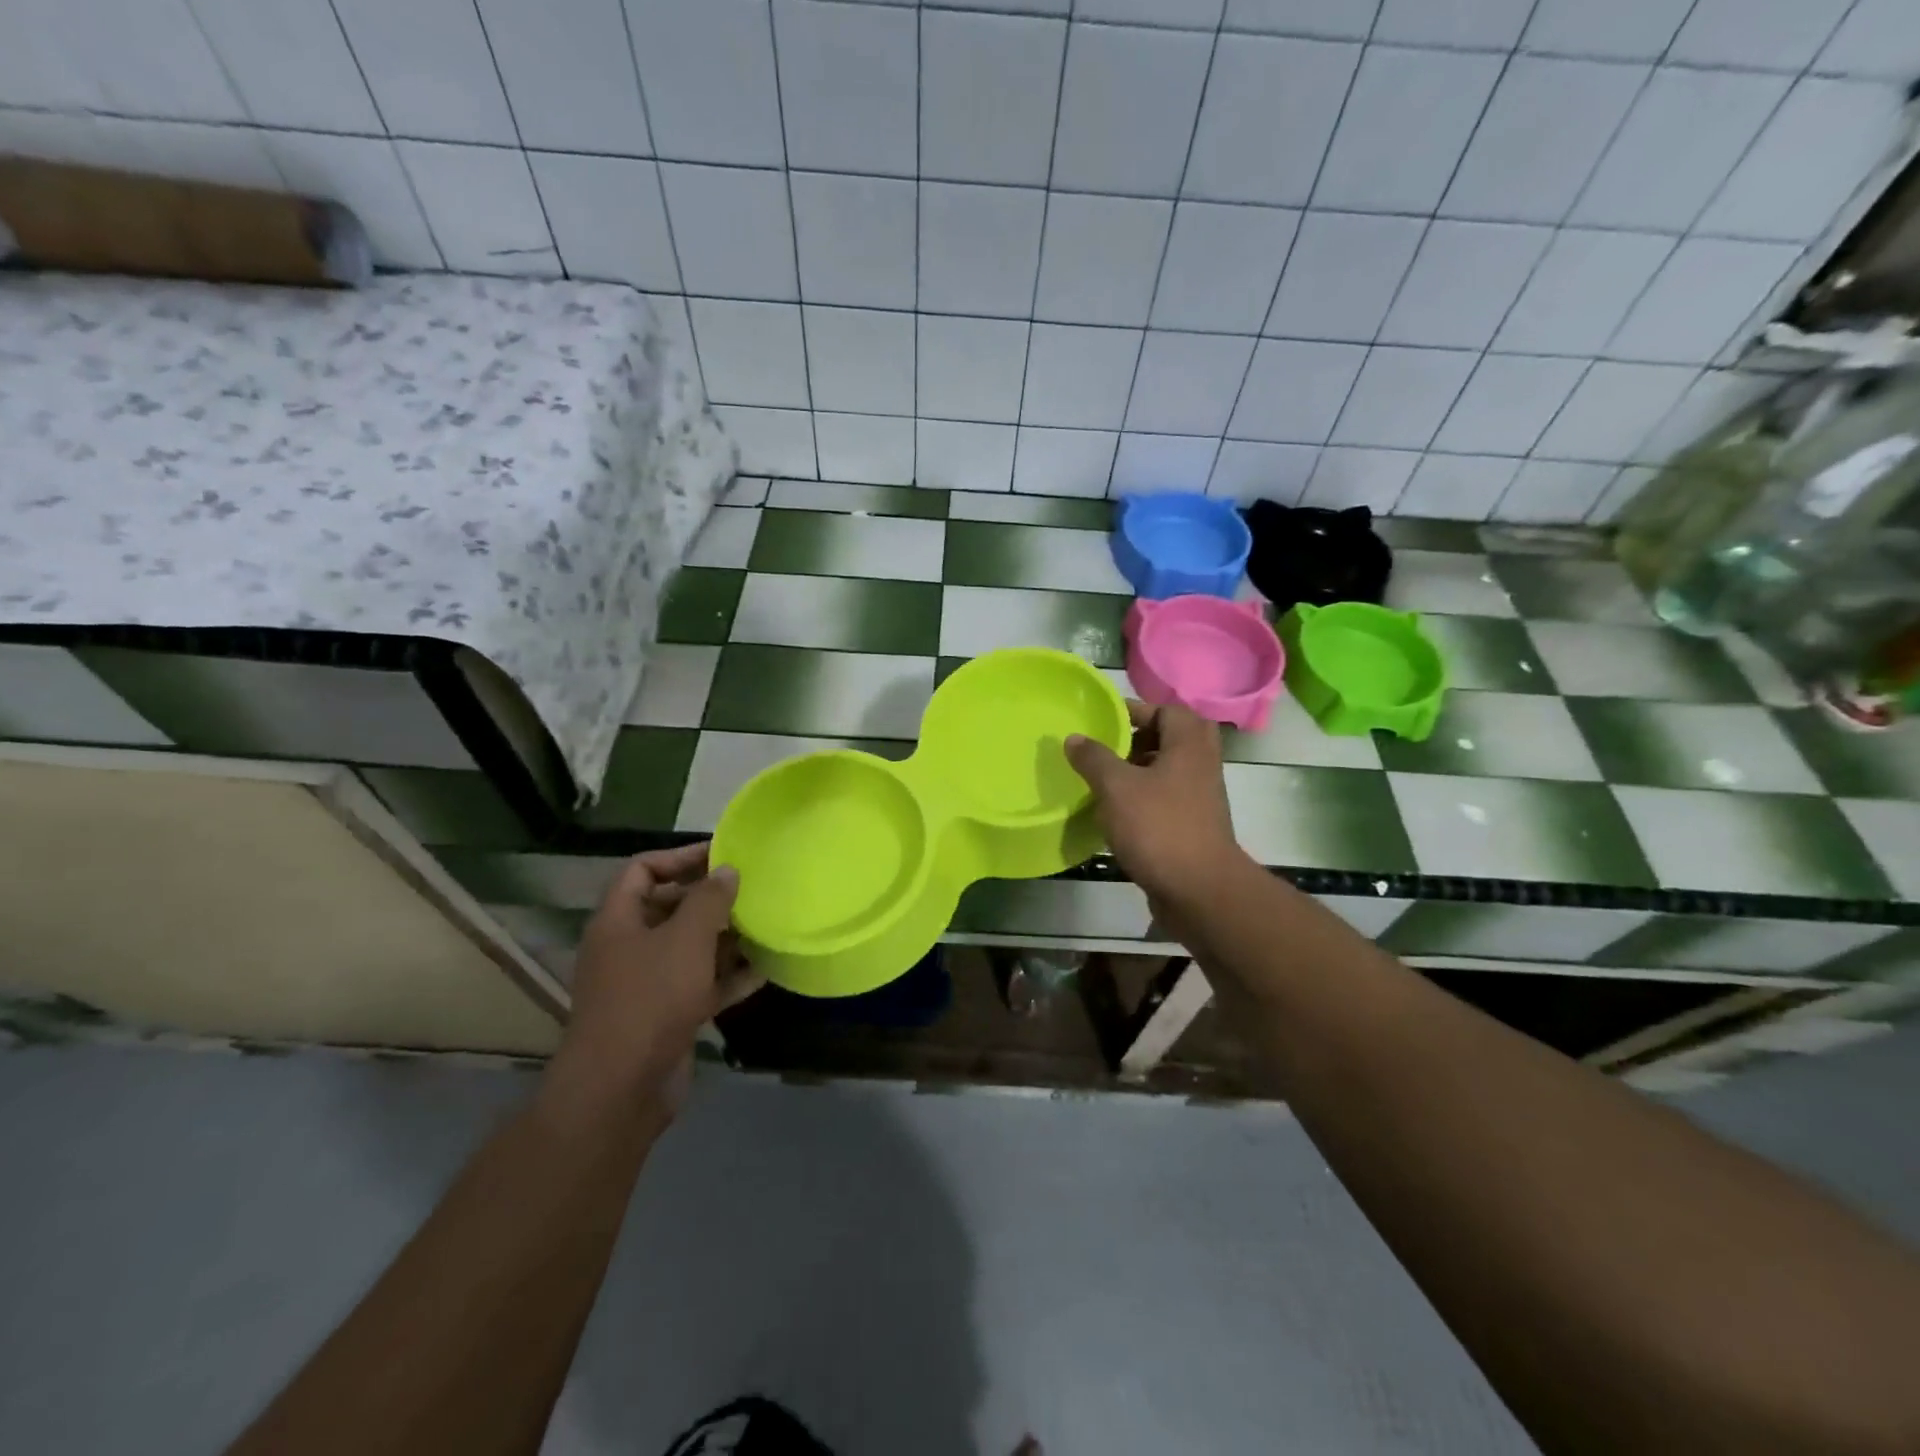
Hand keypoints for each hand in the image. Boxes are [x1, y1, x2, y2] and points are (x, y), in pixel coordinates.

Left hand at [546, 843, 762, 1120]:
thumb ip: (709, 899)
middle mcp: (628, 947)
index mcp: (618, 921)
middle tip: (751, 890)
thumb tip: (727, 870)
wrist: (621, 1088)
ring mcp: (647, 984)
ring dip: (724, 938)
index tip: (721, 855)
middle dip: (709, 898)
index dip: (679, 857)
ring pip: (689, 948)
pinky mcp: (666, 1015)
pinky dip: (728, 977)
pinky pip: (701, 985)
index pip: (642, 869)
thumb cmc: (650, 998)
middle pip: (669, 907)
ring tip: (764, 925)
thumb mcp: (685, 939)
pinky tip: (763, 971)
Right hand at [1066, 701, 1248, 933]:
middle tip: (1107, 748)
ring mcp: (1200, 799)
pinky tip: (1114, 814)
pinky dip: (1142, 800)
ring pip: (1167, 772)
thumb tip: (1075, 738)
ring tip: (1102, 780)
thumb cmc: (1159, 827)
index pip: (1168, 710)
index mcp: (1189, 746)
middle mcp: (1200, 767)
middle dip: (1137, 741)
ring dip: (1137, 772)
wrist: (1199, 891)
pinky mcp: (1192, 828)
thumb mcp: (1117, 787)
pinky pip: (1165, 801)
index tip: (1104, 720)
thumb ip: (1094, 758)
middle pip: (1170, 740)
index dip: (1136, 710)